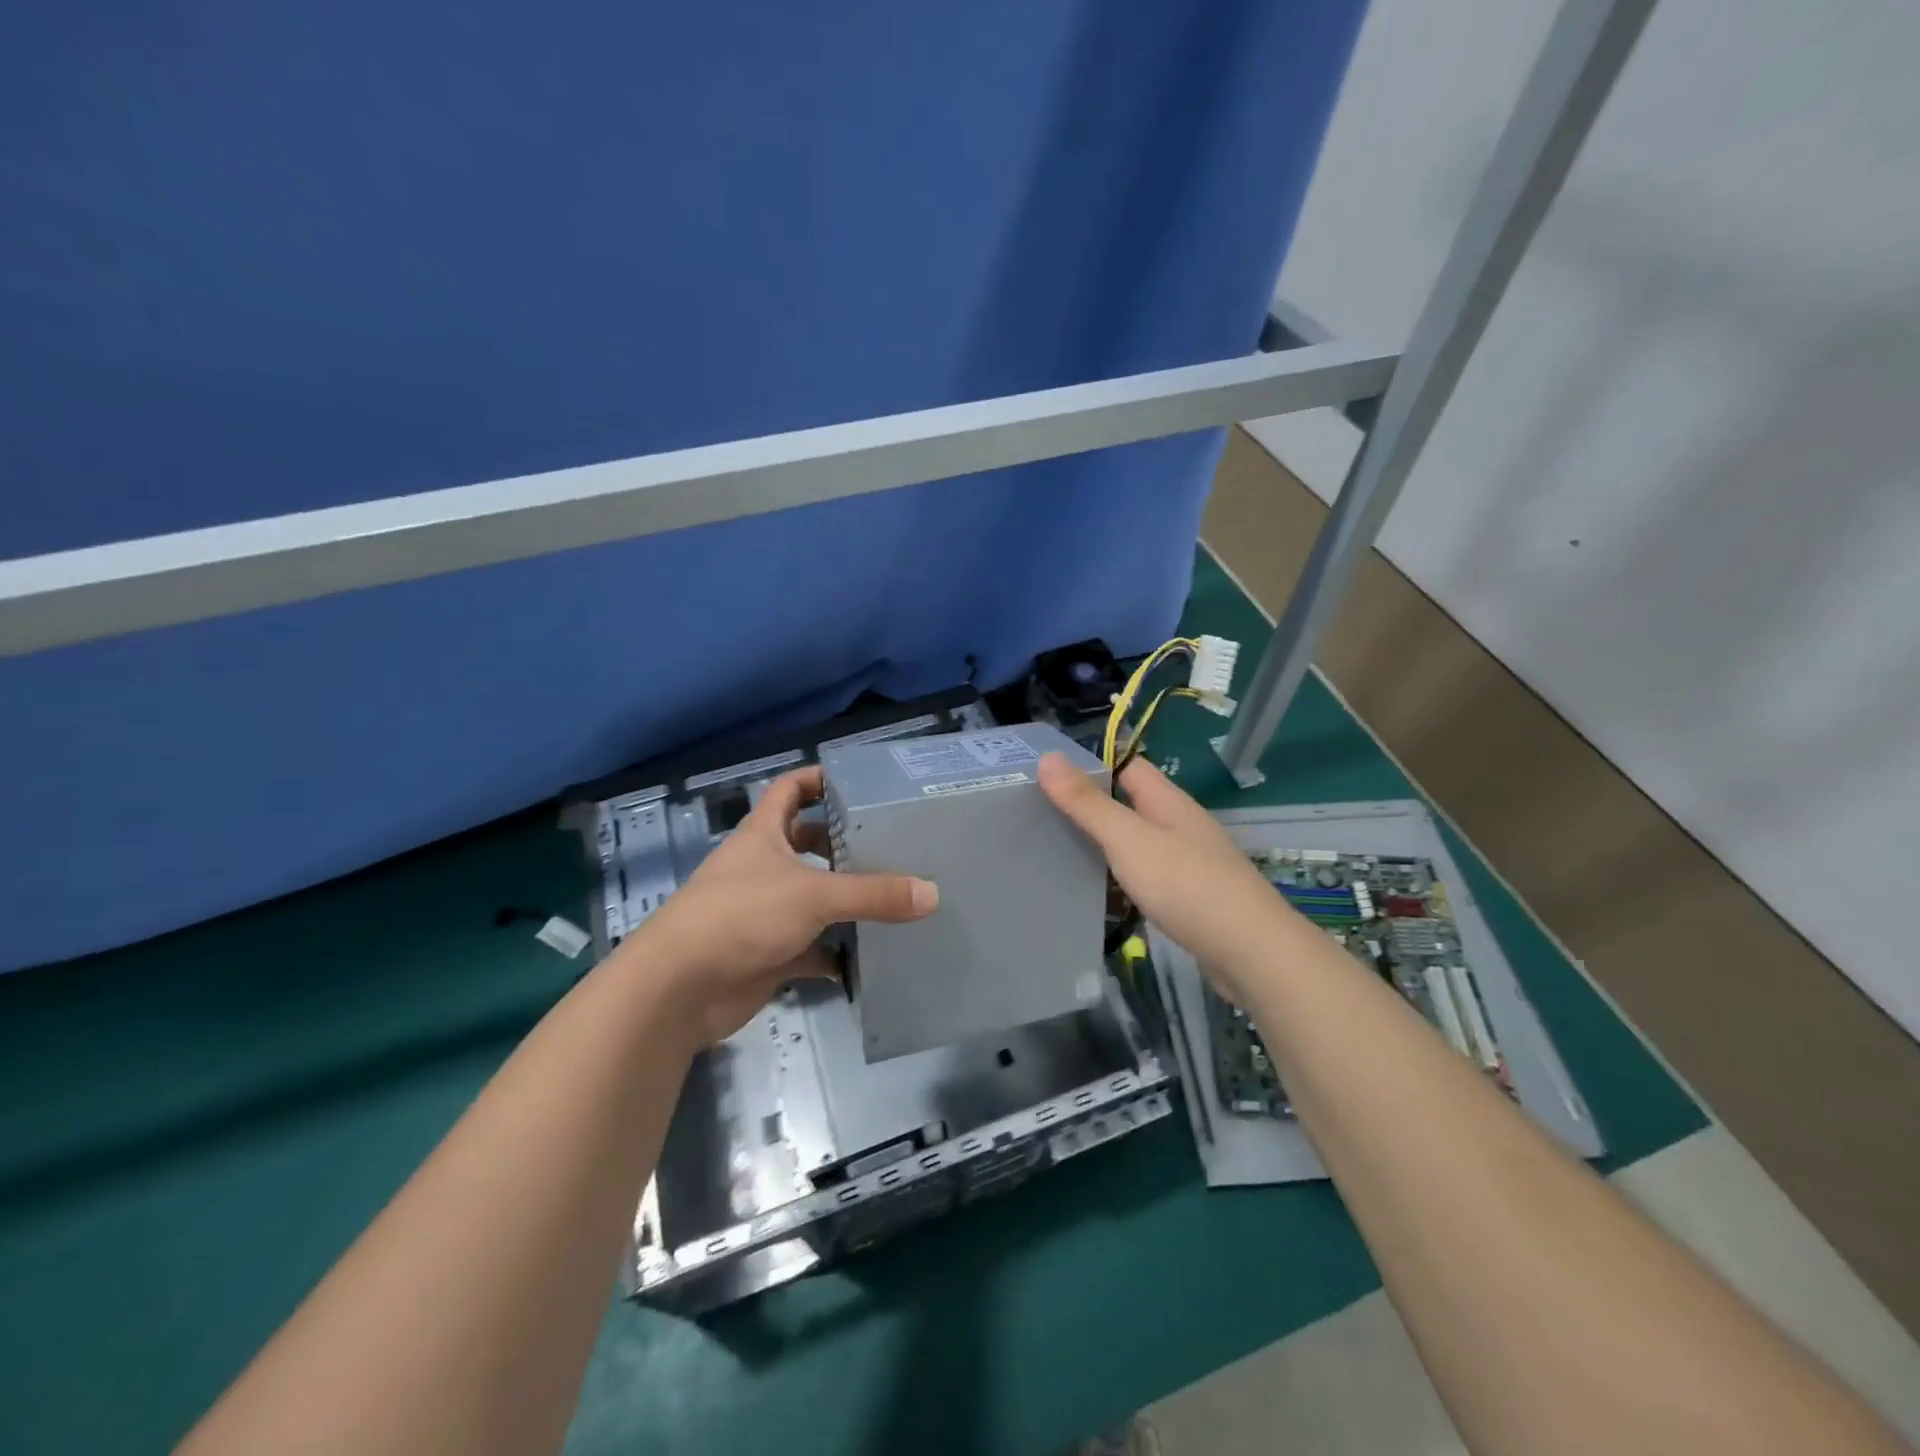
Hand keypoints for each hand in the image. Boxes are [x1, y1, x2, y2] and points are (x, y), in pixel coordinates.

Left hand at [630, 766, 938, 1043]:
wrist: (680, 988)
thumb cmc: (742, 916)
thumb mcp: (814, 894)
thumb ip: (874, 894)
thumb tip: (932, 893)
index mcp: (763, 835)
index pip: (790, 790)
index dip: (819, 779)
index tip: (859, 784)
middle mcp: (761, 867)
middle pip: (805, 844)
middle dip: (842, 844)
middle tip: (889, 845)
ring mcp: (763, 912)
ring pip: (811, 898)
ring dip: (844, 901)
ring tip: (892, 898)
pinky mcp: (767, 954)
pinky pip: (811, 948)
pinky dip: (835, 954)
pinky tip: (869, 958)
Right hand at [1038, 752, 1285, 1002]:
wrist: (1251, 952)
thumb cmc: (1185, 885)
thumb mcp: (1127, 839)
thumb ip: (1087, 803)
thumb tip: (1048, 757)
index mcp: (1168, 801)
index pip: (1127, 765)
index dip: (1091, 765)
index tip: (1048, 776)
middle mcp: (1180, 824)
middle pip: (1131, 805)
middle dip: (1092, 808)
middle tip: (1043, 817)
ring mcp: (1190, 861)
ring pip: (1138, 843)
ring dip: (1106, 846)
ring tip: (1060, 854)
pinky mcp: (1192, 897)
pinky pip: (1149, 876)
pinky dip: (1124, 879)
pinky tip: (1102, 895)